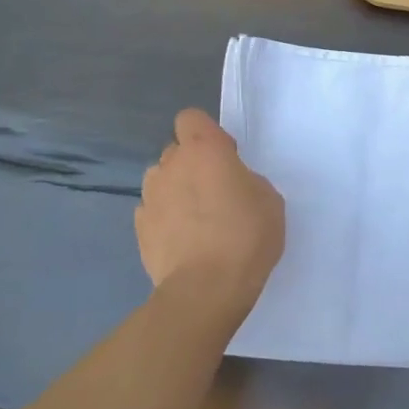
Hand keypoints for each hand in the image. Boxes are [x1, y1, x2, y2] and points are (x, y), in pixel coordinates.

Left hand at [135, 108, 284, 327]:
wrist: (206, 289)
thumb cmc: (246, 236)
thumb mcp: (269, 200)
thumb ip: (246, 180)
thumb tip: (231, 185)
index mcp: (204, 150)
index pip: (191, 118)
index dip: (207, 133)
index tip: (225, 156)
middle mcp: (170, 165)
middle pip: (176, 151)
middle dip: (192, 164)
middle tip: (216, 193)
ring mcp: (150, 196)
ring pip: (162, 181)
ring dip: (176, 191)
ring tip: (196, 220)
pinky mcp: (139, 228)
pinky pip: (154, 211)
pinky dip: (166, 220)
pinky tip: (183, 242)